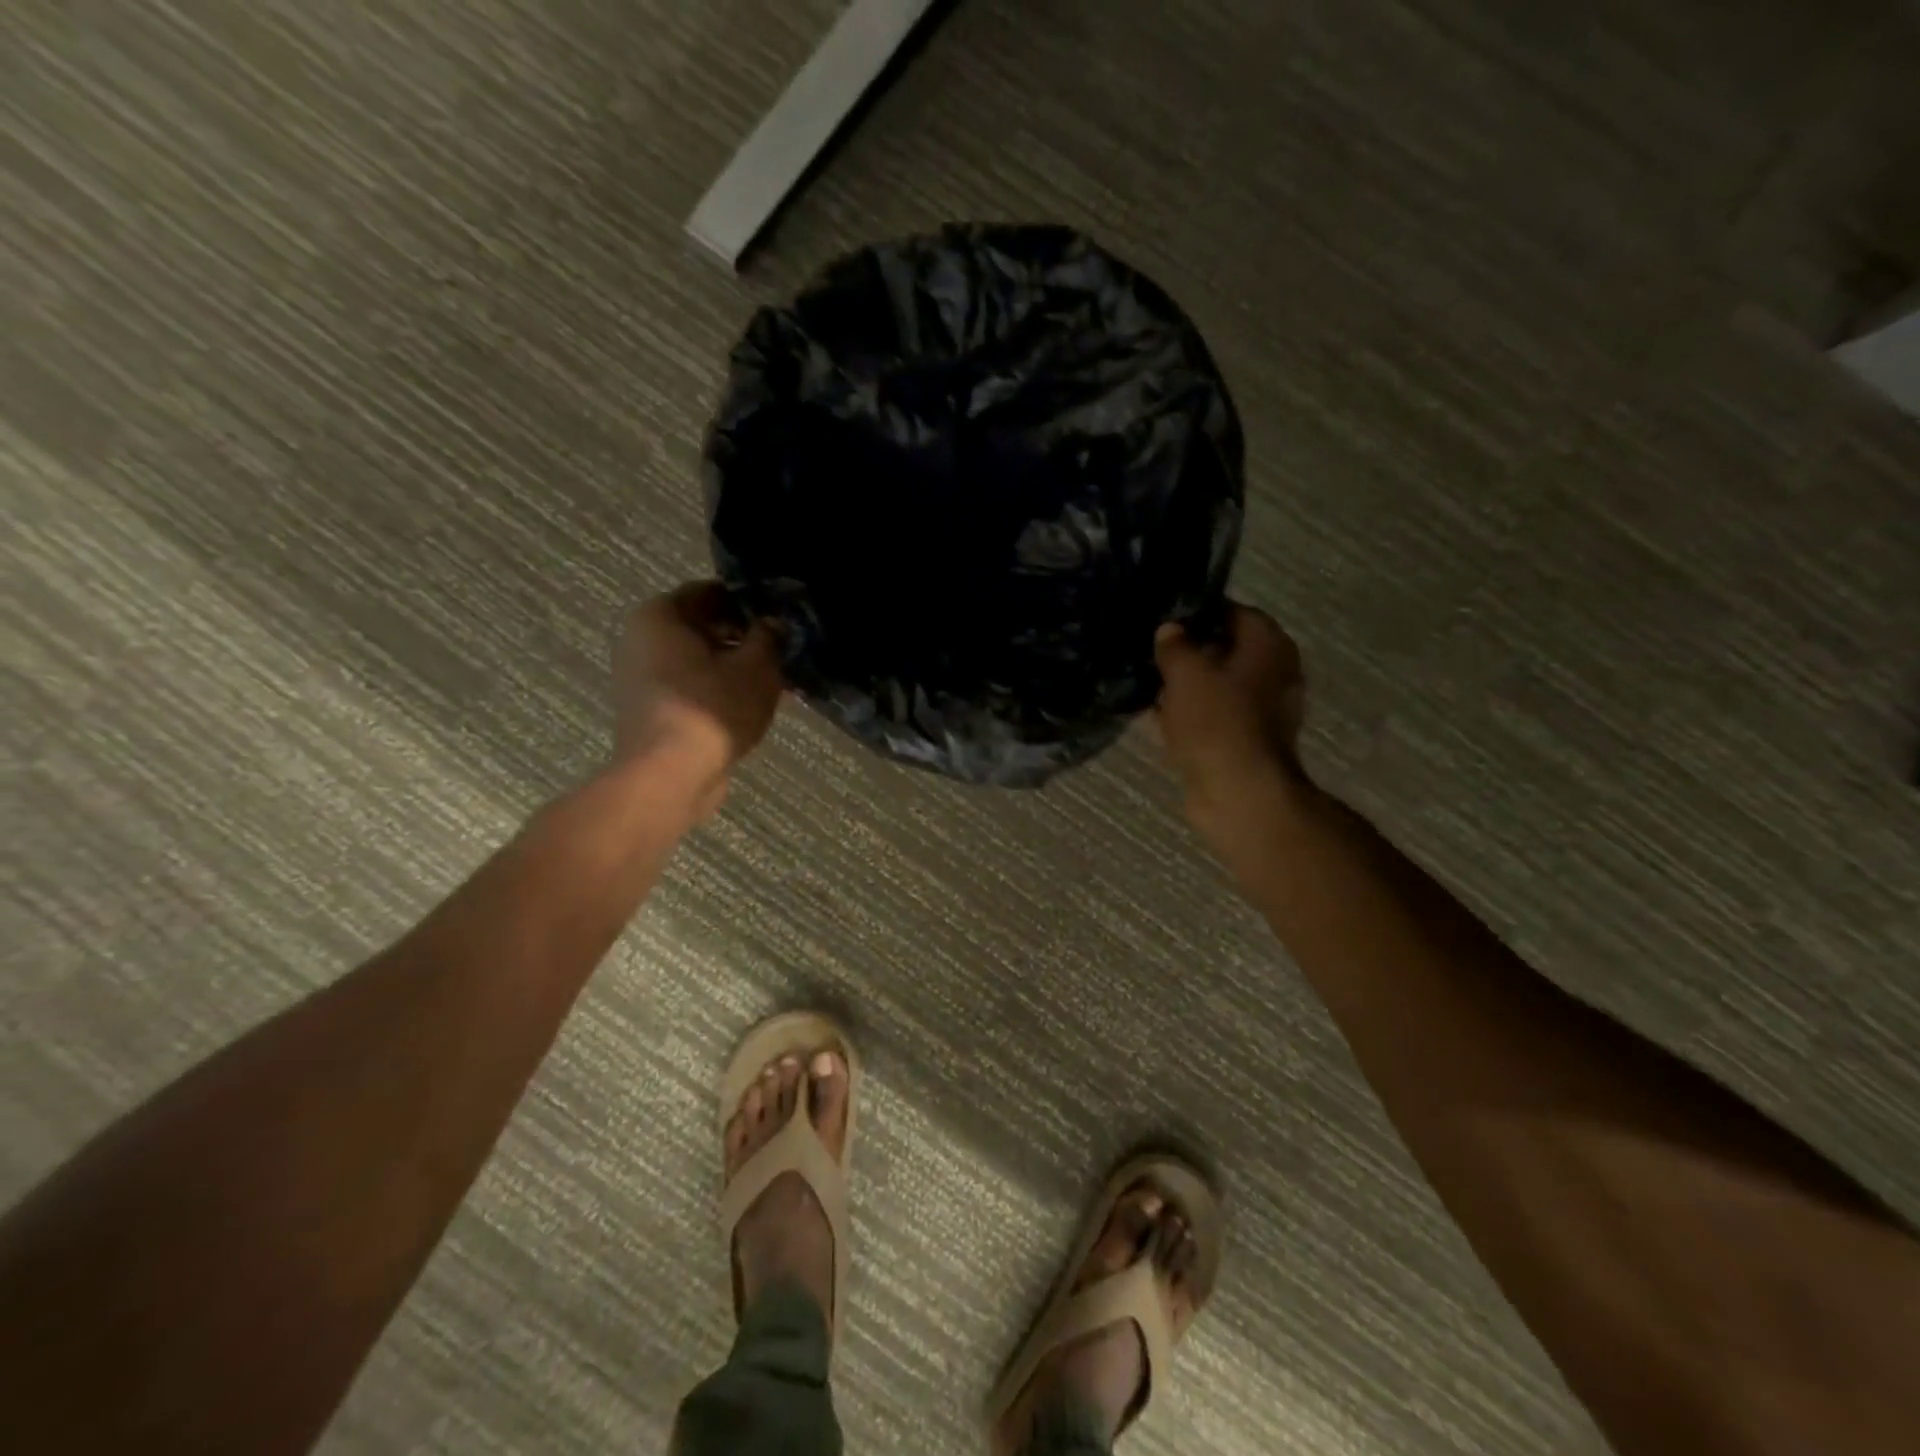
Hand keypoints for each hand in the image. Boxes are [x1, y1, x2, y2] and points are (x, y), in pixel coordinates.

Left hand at [612, 582, 784, 815]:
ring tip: (774, 679)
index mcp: (659, 615)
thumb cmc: (713, 708)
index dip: (748, 601)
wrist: (670, 776)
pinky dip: (718, 690)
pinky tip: (752, 704)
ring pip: (698, 660)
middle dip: (743, 636)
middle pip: (701, 626)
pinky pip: (691, 688)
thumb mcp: (757, 666)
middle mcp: (641, 640)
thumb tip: (772, 624)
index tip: (779, 614)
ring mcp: (641, 679)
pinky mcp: (650, 711)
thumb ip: (768, 637)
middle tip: (782, 648)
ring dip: (734, 666)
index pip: (710, 592)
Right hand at [1154, 603, 1306, 832]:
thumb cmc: (1217, 720)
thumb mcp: (1186, 672)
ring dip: (1186, 685)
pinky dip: (1189, 714)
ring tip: (1148, 681)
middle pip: (1226, 650)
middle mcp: (1274, 673)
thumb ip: (1174, 645)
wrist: (1237, 790)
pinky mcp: (1244, 740)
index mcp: (1269, 645)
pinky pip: (1212, 716)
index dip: (1198, 612)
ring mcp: (1261, 710)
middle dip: (1189, 651)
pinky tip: (1157, 715)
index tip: (1164, 617)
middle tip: (1151, 650)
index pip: (1234, 612)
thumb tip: (1169, 630)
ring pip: (1216, 685)